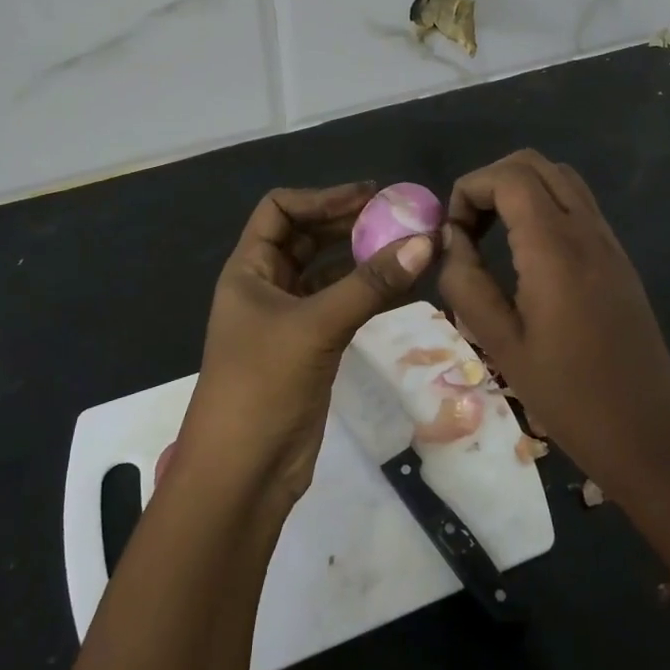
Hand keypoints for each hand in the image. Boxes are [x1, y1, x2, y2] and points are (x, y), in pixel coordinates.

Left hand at [176, 183, 436, 504]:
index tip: (371, 196)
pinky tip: (404, 286)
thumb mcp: (315, 327)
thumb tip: (426, 241)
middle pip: (308, 237)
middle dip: (350, 224)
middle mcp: (266, 285)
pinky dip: (369, 293)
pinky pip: (342, 305)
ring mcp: (288, 318)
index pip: (280, 210)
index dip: (322, 197)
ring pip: (328, 272)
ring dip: (364, 258)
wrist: (243, 473)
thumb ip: (370, 285)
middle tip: (400, 217)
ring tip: (410, 246)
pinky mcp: (310, 347)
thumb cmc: (262, 386)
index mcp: (249, 269)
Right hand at [438, 150, 669, 493]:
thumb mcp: (501, 343)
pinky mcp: (618, 257)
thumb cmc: (568, 395)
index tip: (452, 232)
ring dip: (519, 189)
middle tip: (469, 227)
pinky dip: (544, 205)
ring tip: (493, 234)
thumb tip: (451, 240)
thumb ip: (467, 282)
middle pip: (535, 164)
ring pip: (560, 178)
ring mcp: (608, 241)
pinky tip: (527, 252)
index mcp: (555, 249)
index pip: (509, 177)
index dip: (470, 189)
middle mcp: (586, 231)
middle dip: (491, 182)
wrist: (648, 431)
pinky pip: (578, 204)